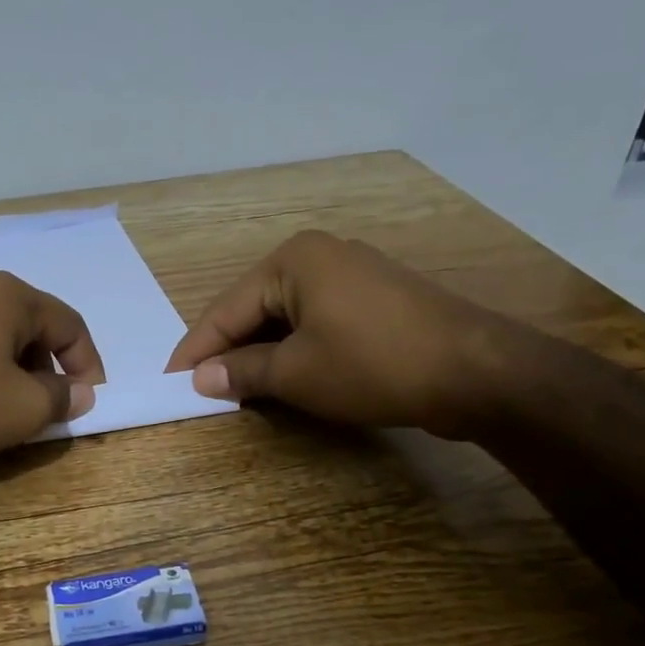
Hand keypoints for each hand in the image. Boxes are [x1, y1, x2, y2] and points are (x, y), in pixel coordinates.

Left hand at [0, 271, 105, 465]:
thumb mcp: (23, 408)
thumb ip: (62, 397)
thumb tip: (81, 393)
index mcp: (10, 296)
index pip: (70, 325)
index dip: (88, 364)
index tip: (90, 400)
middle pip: (32, 329)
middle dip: (49, 370)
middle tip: (51, 410)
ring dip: (16, 375)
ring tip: (13, 413)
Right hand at [165, 231, 517, 438]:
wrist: (475, 371)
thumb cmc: (372, 364)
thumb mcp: (296, 373)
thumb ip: (242, 372)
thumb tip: (201, 378)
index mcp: (292, 260)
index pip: (226, 309)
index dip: (196, 350)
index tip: (169, 382)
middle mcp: (319, 256)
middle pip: (254, 309)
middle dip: (228, 351)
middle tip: (199, 389)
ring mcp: (351, 275)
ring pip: (285, 318)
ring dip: (259, 354)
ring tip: (234, 389)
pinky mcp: (374, 301)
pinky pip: (315, 323)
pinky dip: (292, 351)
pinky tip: (281, 376)